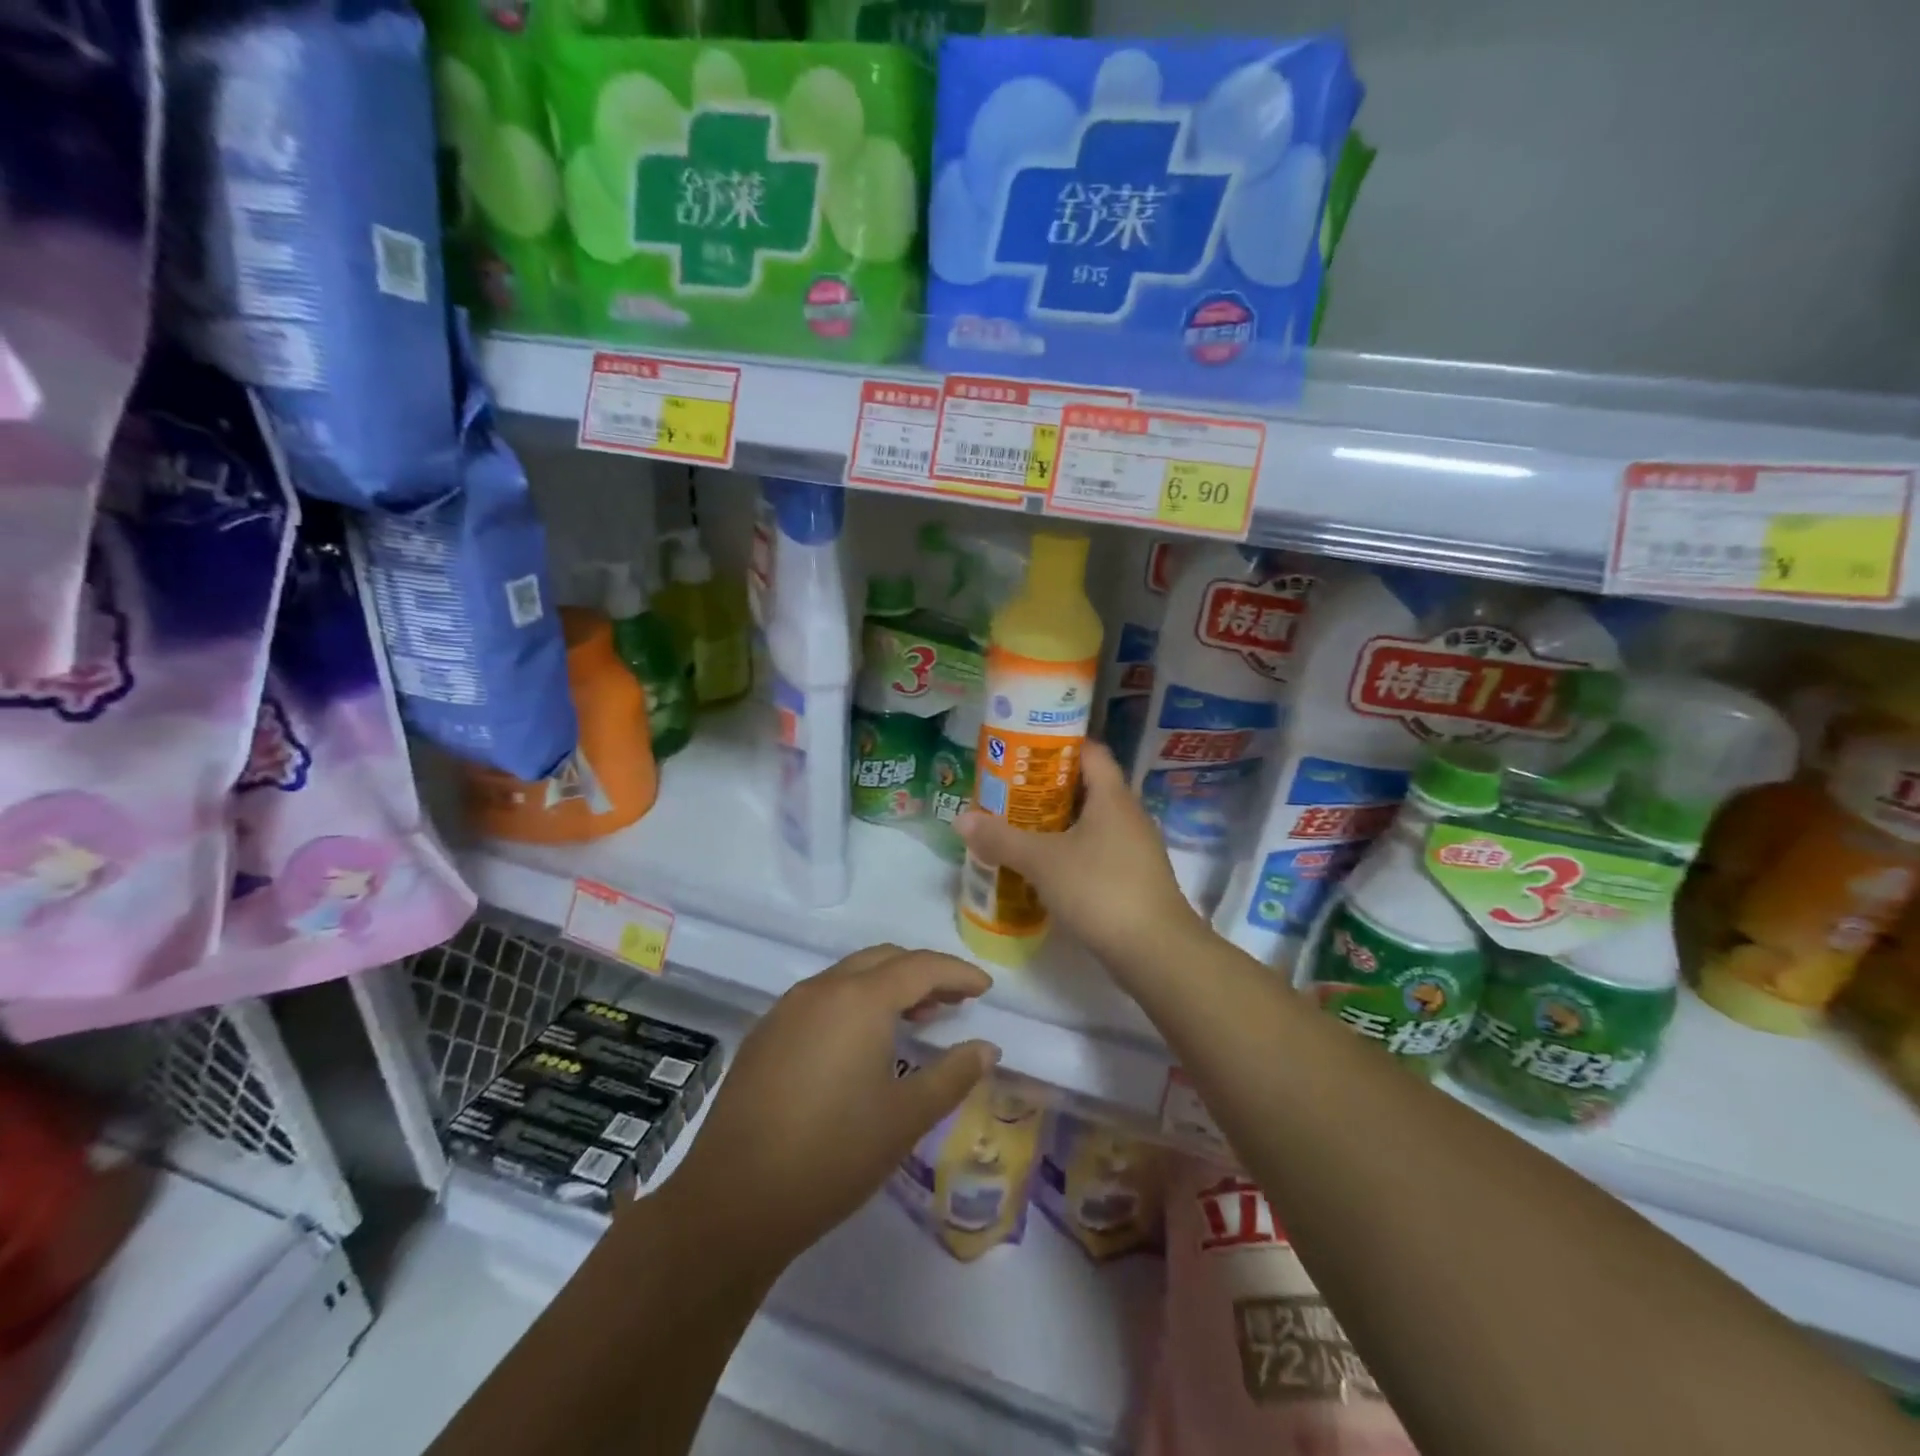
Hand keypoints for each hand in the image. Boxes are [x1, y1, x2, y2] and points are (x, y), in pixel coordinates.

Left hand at [652, 945, 998, 1280]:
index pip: (921, 967)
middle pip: (883, 959)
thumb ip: (953, 1075)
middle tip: (955, 1001)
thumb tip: (987, 1048)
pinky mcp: (765, 1034)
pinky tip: (861, 1043)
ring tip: (916, 1018)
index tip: (985, 989)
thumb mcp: (905, 1118)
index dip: (958, 973)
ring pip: (849, 976)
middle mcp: (821, 989)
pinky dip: (854, 1003)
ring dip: (887, 986)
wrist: (732, 1201)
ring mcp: (787, 1009)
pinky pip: (821, 998)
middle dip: (923, 973)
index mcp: (859, 999)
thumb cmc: (832, 1155)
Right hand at [957, 742, 1206, 982]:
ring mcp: (1134, 847)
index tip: (1023, 749)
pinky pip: (1097, 850)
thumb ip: (1001, 838)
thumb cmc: (1100, 889)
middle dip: (1047, 787)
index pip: (1089, 751)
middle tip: (1008, 791)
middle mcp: (1128, 814)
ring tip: (1018, 826)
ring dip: (1057, 822)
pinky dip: (1070, 850)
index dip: (1057, 744)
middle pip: (1086, 786)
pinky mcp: (1133, 877)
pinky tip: (1044, 866)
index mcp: (1112, 796)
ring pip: (1090, 821)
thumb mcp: (1042, 861)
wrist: (1155, 951)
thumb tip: (961, 818)